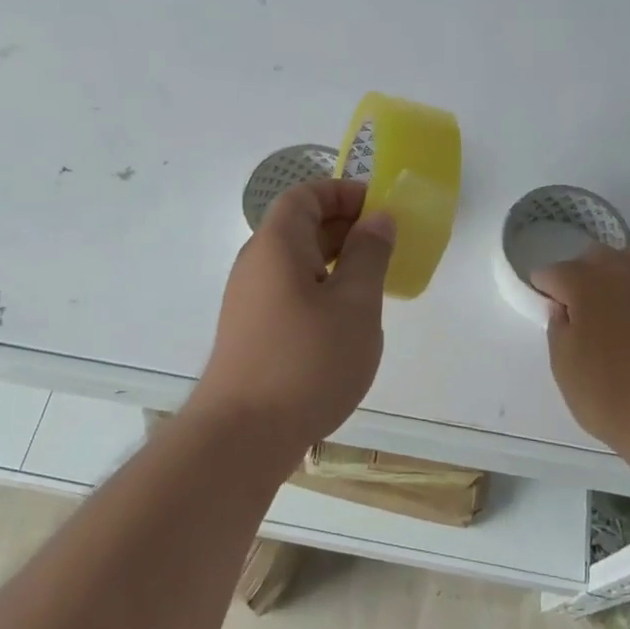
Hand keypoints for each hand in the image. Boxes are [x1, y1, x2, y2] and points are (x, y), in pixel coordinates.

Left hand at [194, 179, 395, 458]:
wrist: (243, 436)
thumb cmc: (307, 361)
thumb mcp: (355, 303)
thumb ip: (369, 254)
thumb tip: (378, 218)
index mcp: (277, 243)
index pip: (305, 195)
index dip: (343, 192)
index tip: (380, 208)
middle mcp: (256, 263)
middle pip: (299, 225)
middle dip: (345, 226)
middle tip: (386, 245)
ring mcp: (249, 299)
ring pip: (296, 261)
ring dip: (335, 260)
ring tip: (373, 282)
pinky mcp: (251, 330)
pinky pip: (290, 290)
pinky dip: (321, 288)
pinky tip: (345, 320)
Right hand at [531, 243, 629, 456]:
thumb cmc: (612, 396)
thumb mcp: (564, 367)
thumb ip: (557, 328)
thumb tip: (563, 308)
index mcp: (585, 281)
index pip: (552, 273)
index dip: (545, 292)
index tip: (549, 313)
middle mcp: (622, 269)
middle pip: (593, 257)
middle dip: (582, 277)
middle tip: (582, 312)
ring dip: (618, 274)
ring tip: (618, 308)